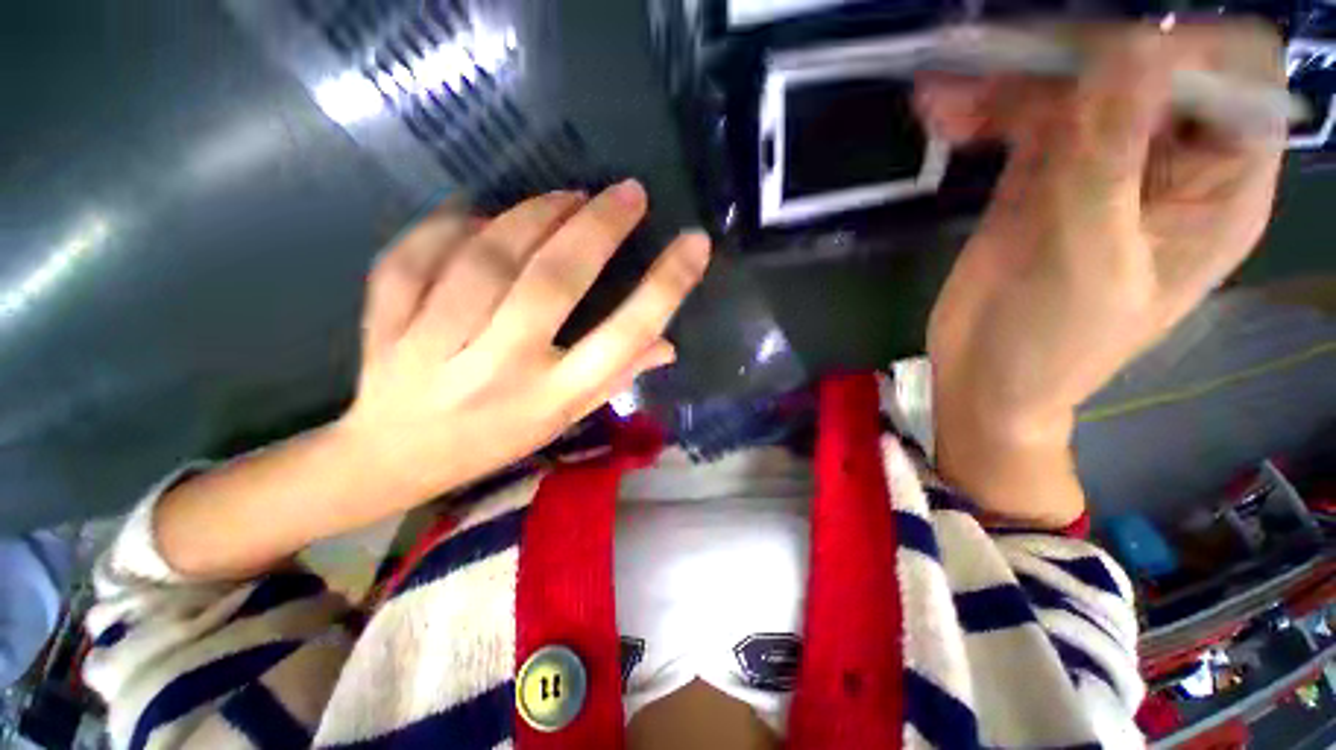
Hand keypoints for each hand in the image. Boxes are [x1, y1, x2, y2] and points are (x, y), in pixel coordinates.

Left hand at [338, 181, 710, 503]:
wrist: (396, 458)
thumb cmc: (498, 438)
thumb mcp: (567, 419)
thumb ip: (617, 378)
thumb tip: (667, 344)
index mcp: (553, 398)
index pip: (624, 337)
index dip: (666, 287)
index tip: (695, 243)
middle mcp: (502, 370)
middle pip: (554, 283)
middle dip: (598, 228)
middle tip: (629, 193)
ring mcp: (436, 345)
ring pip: (488, 258)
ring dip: (534, 216)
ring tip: (567, 196)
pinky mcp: (388, 323)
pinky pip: (420, 254)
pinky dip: (453, 224)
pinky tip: (482, 215)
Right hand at [916, 23, 1283, 523]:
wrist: (984, 375)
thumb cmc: (1051, 342)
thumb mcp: (1089, 256)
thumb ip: (1110, 155)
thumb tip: (1129, 44)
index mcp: (1219, 186)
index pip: (1233, 74)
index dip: (1181, 51)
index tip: (1100, 65)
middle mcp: (1171, 159)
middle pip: (1144, 64)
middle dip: (1071, 56)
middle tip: (996, 64)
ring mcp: (1102, 162)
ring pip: (1073, 86)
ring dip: (1010, 81)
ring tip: (941, 101)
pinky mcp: (1042, 175)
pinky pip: (1023, 119)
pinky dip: (984, 109)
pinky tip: (942, 114)